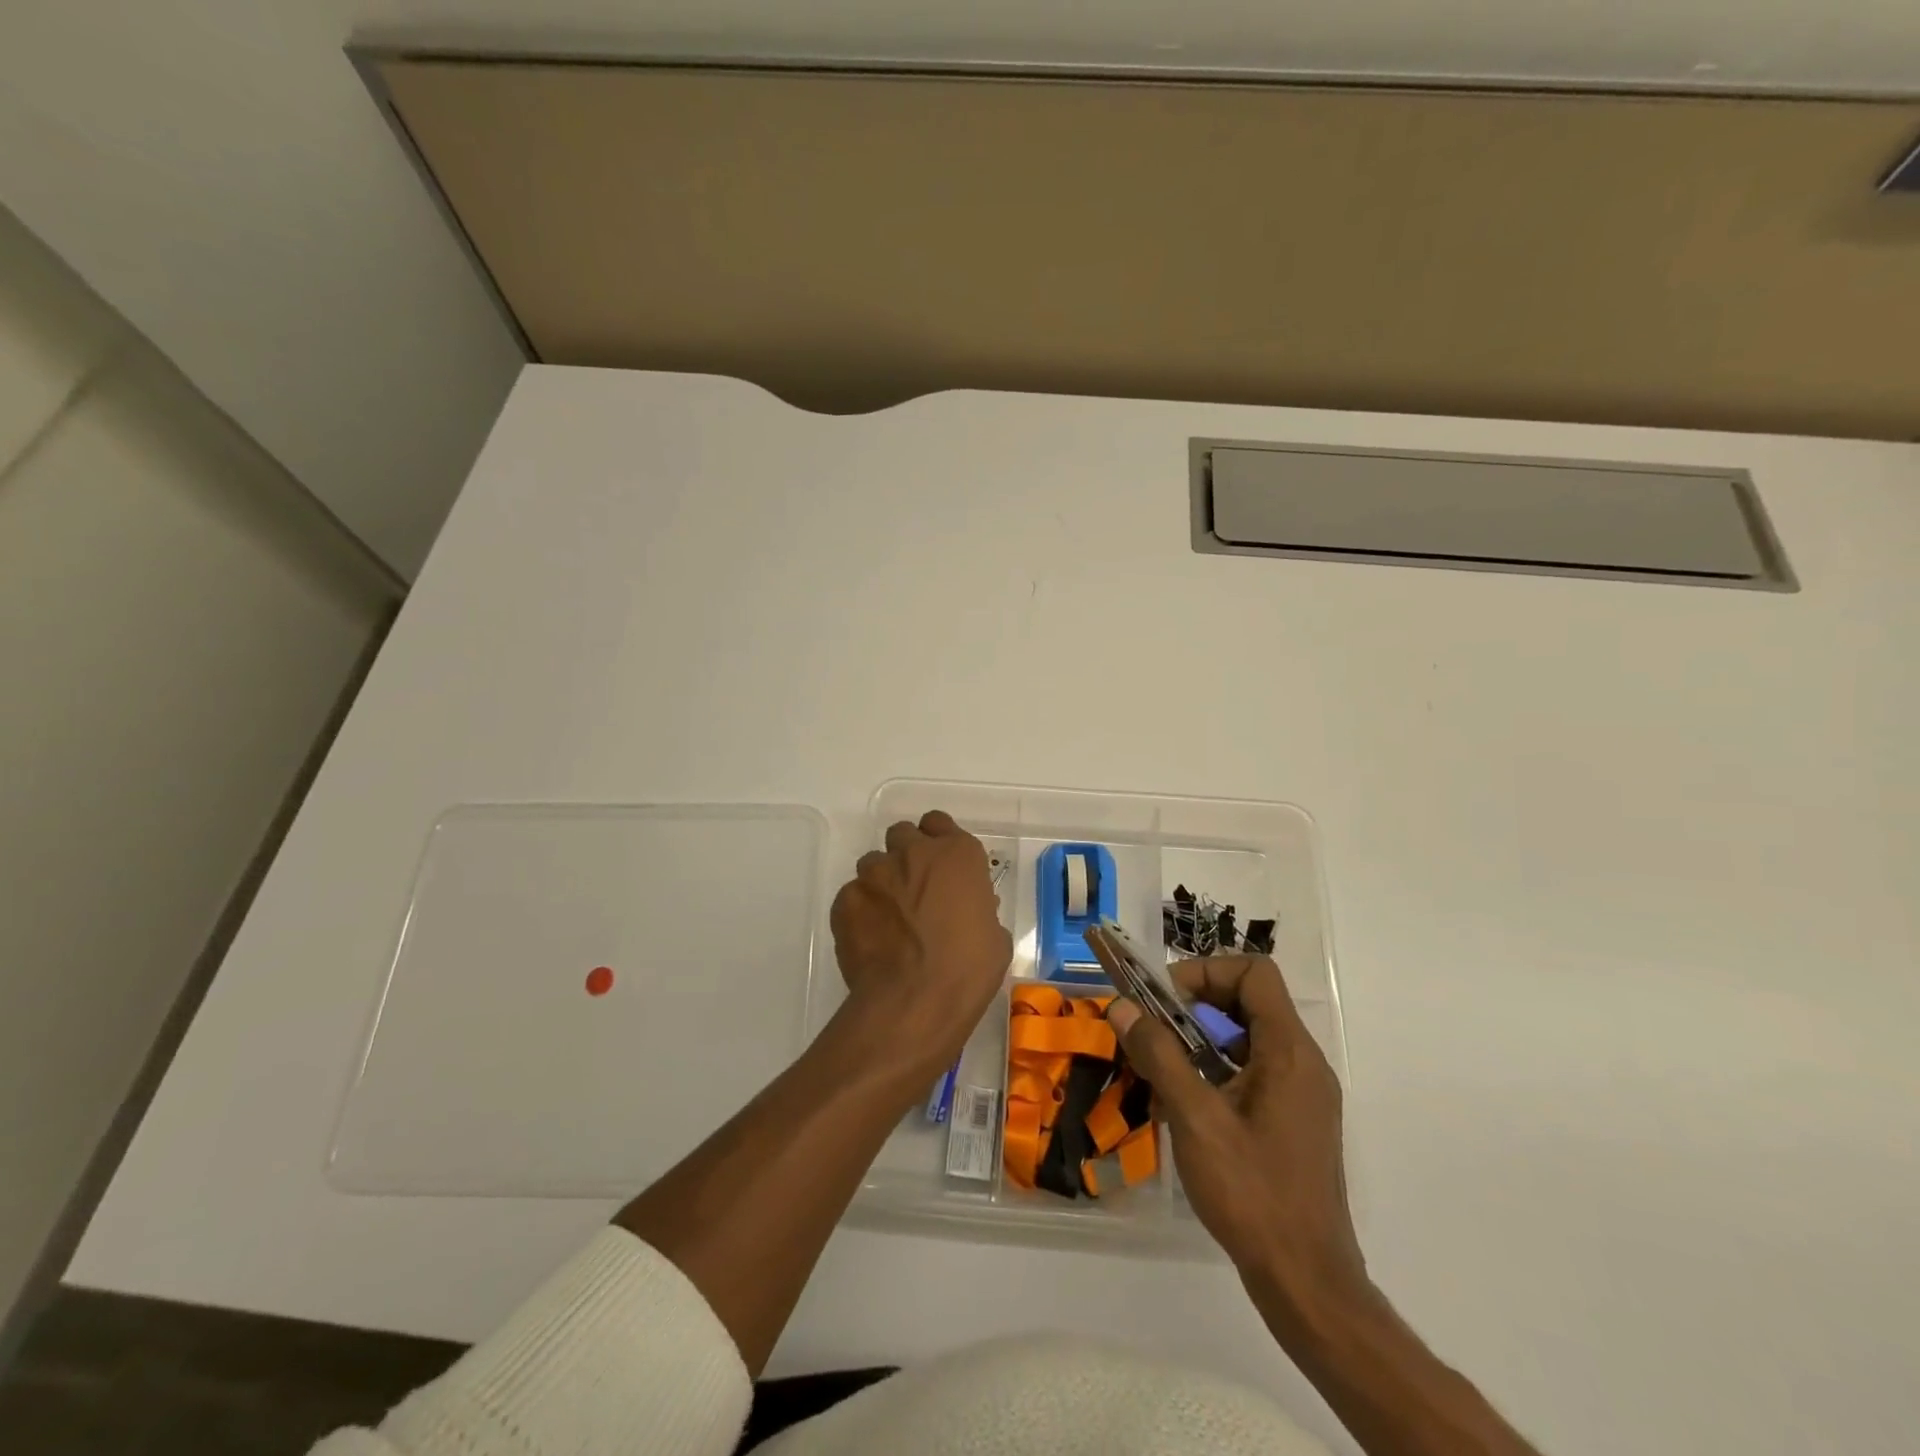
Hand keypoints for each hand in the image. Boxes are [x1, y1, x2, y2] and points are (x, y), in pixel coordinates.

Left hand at [829, 811, 1011, 1074]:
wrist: (914, 1002)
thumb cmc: (967, 970)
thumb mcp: (993, 936)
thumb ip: (976, 908)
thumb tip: (965, 911)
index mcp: (957, 854)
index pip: (939, 823)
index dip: (938, 841)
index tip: (941, 865)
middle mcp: (913, 853)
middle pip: (903, 835)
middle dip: (907, 855)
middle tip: (914, 888)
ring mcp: (874, 874)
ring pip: (873, 863)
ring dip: (882, 882)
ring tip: (888, 918)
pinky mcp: (845, 900)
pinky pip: (852, 896)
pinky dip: (860, 911)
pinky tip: (870, 939)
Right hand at [1110, 955, 1368, 1315]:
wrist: (1307, 1283)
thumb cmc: (1253, 1193)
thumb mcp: (1195, 1118)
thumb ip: (1159, 1055)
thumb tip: (1123, 1007)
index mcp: (1289, 1051)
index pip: (1255, 972)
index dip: (1207, 972)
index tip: (1166, 1001)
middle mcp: (1303, 1062)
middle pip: (1249, 1001)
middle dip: (1194, 1006)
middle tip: (1154, 1032)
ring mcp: (1302, 1093)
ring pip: (1246, 1037)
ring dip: (1199, 1041)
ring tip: (1159, 1071)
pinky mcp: (1294, 1119)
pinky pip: (1252, 1071)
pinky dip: (1214, 1072)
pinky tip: (1181, 1107)